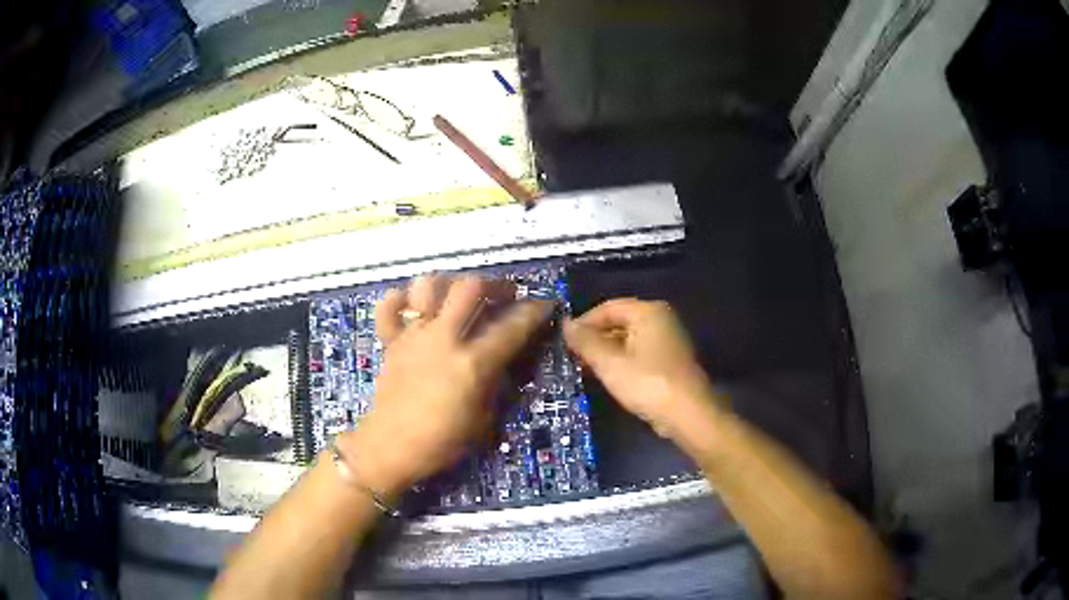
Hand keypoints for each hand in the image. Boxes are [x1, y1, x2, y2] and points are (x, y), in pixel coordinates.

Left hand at [338, 275, 552, 497]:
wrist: (390, 448)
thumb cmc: (442, 442)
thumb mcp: (484, 420)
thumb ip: (497, 383)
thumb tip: (506, 360)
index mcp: (472, 363)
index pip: (512, 326)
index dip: (534, 311)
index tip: (545, 305)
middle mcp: (444, 338)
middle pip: (471, 287)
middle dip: (495, 284)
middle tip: (505, 295)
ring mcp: (413, 336)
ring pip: (429, 286)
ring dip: (450, 284)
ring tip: (460, 295)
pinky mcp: (390, 341)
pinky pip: (389, 307)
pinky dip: (400, 299)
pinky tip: (414, 306)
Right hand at [564, 299, 722, 442]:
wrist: (687, 414)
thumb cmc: (647, 383)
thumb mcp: (609, 363)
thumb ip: (585, 341)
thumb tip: (565, 325)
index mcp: (648, 311)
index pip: (607, 307)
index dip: (583, 322)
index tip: (564, 341)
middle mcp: (661, 319)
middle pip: (618, 321)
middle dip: (594, 339)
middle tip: (572, 357)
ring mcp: (668, 340)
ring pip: (628, 339)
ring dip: (605, 352)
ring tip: (584, 369)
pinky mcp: (669, 361)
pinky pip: (638, 353)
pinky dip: (621, 361)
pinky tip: (607, 377)